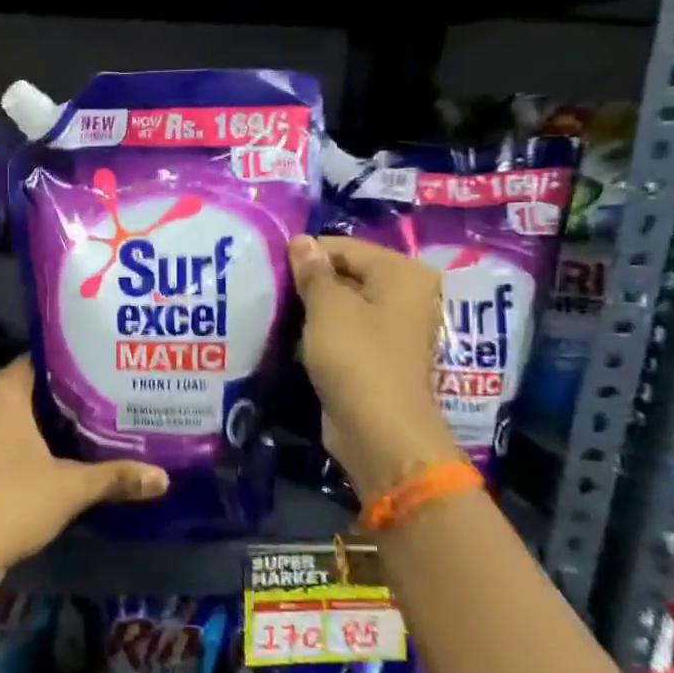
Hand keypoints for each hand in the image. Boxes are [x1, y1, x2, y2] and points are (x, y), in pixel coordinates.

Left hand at [0, 356, 167, 583]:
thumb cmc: (13, 503)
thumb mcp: (70, 488)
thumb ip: (115, 477)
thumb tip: (163, 477)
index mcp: (2, 393)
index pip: (39, 360)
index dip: (70, 363)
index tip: (101, 368)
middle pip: (27, 385)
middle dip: (61, 392)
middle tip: (101, 395)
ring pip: (11, 411)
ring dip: (41, 417)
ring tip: (84, 421)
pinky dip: (22, 436)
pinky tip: (52, 451)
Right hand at [288, 234, 462, 501]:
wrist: (379, 432)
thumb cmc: (356, 357)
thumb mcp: (328, 307)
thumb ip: (313, 271)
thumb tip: (302, 241)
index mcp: (402, 273)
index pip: (344, 247)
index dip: (306, 254)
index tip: (269, 266)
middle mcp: (405, 295)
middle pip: (346, 274)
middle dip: (309, 282)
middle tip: (268, 289)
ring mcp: (393, 329)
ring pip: (343, 306)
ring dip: (312, 310)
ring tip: (274, 312)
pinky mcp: (377, 357)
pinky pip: (344, 333)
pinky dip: (320, 334)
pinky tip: (291, 338)